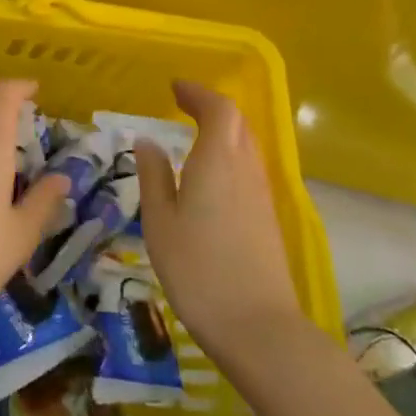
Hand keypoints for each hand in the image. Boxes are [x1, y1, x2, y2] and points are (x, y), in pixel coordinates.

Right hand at [135, 80, 305, 370]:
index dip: (198, 93)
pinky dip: (229, 155)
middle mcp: (246, 170)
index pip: (218, 110)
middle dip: (211, 107)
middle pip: (238, 124)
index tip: (174, 88)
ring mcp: (262, 195)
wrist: (257, 327)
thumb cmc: (196, 268)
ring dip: (223, 131)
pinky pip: (249, 169)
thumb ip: (153, 176)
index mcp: (218, 161)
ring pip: (247, 146)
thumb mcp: (159, 221)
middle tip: (182, 105)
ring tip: (193, 135)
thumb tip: (147, 142)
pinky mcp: (267, 218)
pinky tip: (210, 175)